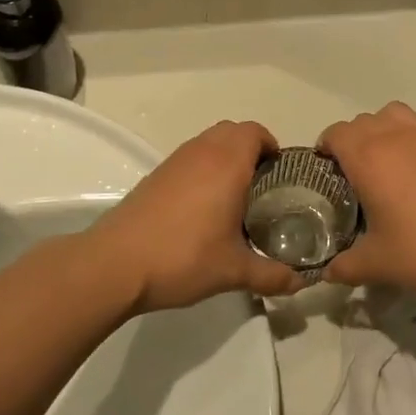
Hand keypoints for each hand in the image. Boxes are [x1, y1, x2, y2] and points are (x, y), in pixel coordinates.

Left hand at [82, 120, 301, 313]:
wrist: (115, 264)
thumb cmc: (182, 258)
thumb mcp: (233, 271)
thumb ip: (272, 276)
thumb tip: (301, 283)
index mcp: (226, 164)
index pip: (255, 132)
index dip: (271, 146)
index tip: (280, 174)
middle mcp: (201, 152)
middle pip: (232, 131)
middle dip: (250, 149)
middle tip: (262, 184)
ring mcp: (174, 162)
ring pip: (208, 143)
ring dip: (225, 158)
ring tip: (234, 197)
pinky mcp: (154, 176)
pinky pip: (189, 159)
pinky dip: (202, 170)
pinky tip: (202, 209)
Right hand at [317, 103, 415, 301]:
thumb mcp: (376, 264)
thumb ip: (344, 266)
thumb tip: (327, 272)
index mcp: (368, 157)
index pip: (336, 133)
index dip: (326, 147)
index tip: (328, 169)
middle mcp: (396, 134)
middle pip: (363, 121)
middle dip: (354, 140)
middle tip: (357, 172)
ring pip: (396, 114)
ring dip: (385, 128)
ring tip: (390, 159)